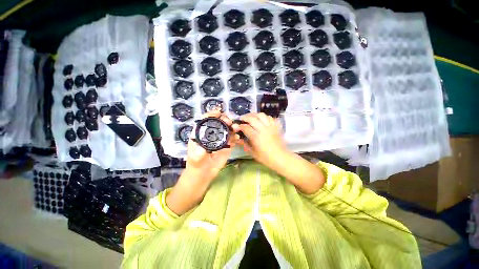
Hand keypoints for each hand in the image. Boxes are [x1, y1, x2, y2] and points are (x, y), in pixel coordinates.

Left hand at [166, 110, 237, 214]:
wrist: (204, 173)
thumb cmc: (196, 162)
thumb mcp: (195, 156)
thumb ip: (199, 151)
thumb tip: (205, 145)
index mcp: (202, 132)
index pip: (207, 119)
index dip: (212, 114)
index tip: (218, 112)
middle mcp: (212, 133)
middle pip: (219, 122)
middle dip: (224, 119)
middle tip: (228, 121)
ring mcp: (221, 139)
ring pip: (227, 129)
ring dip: (232, 126)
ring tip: (234, 127)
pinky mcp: (227, 145)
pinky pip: (232, 139)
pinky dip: (235, 136)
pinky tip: (236, 137)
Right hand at [232, 113, 287, 168]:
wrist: (281, 158)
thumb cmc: (266, 157)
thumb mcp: (253, 153)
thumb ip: (245, 144)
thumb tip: (238, 138)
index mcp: (256, 137)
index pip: (245, 127)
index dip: (239, 126)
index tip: (236, 126)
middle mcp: (263, 129)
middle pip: (252, 118)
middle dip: (245, 117)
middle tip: (242, 119)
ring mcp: (270, 126)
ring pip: (261, 115)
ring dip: (254, 114)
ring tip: (251, 117)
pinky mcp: (276, 126)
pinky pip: (270, 117)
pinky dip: (264, 117)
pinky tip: (261, 120)